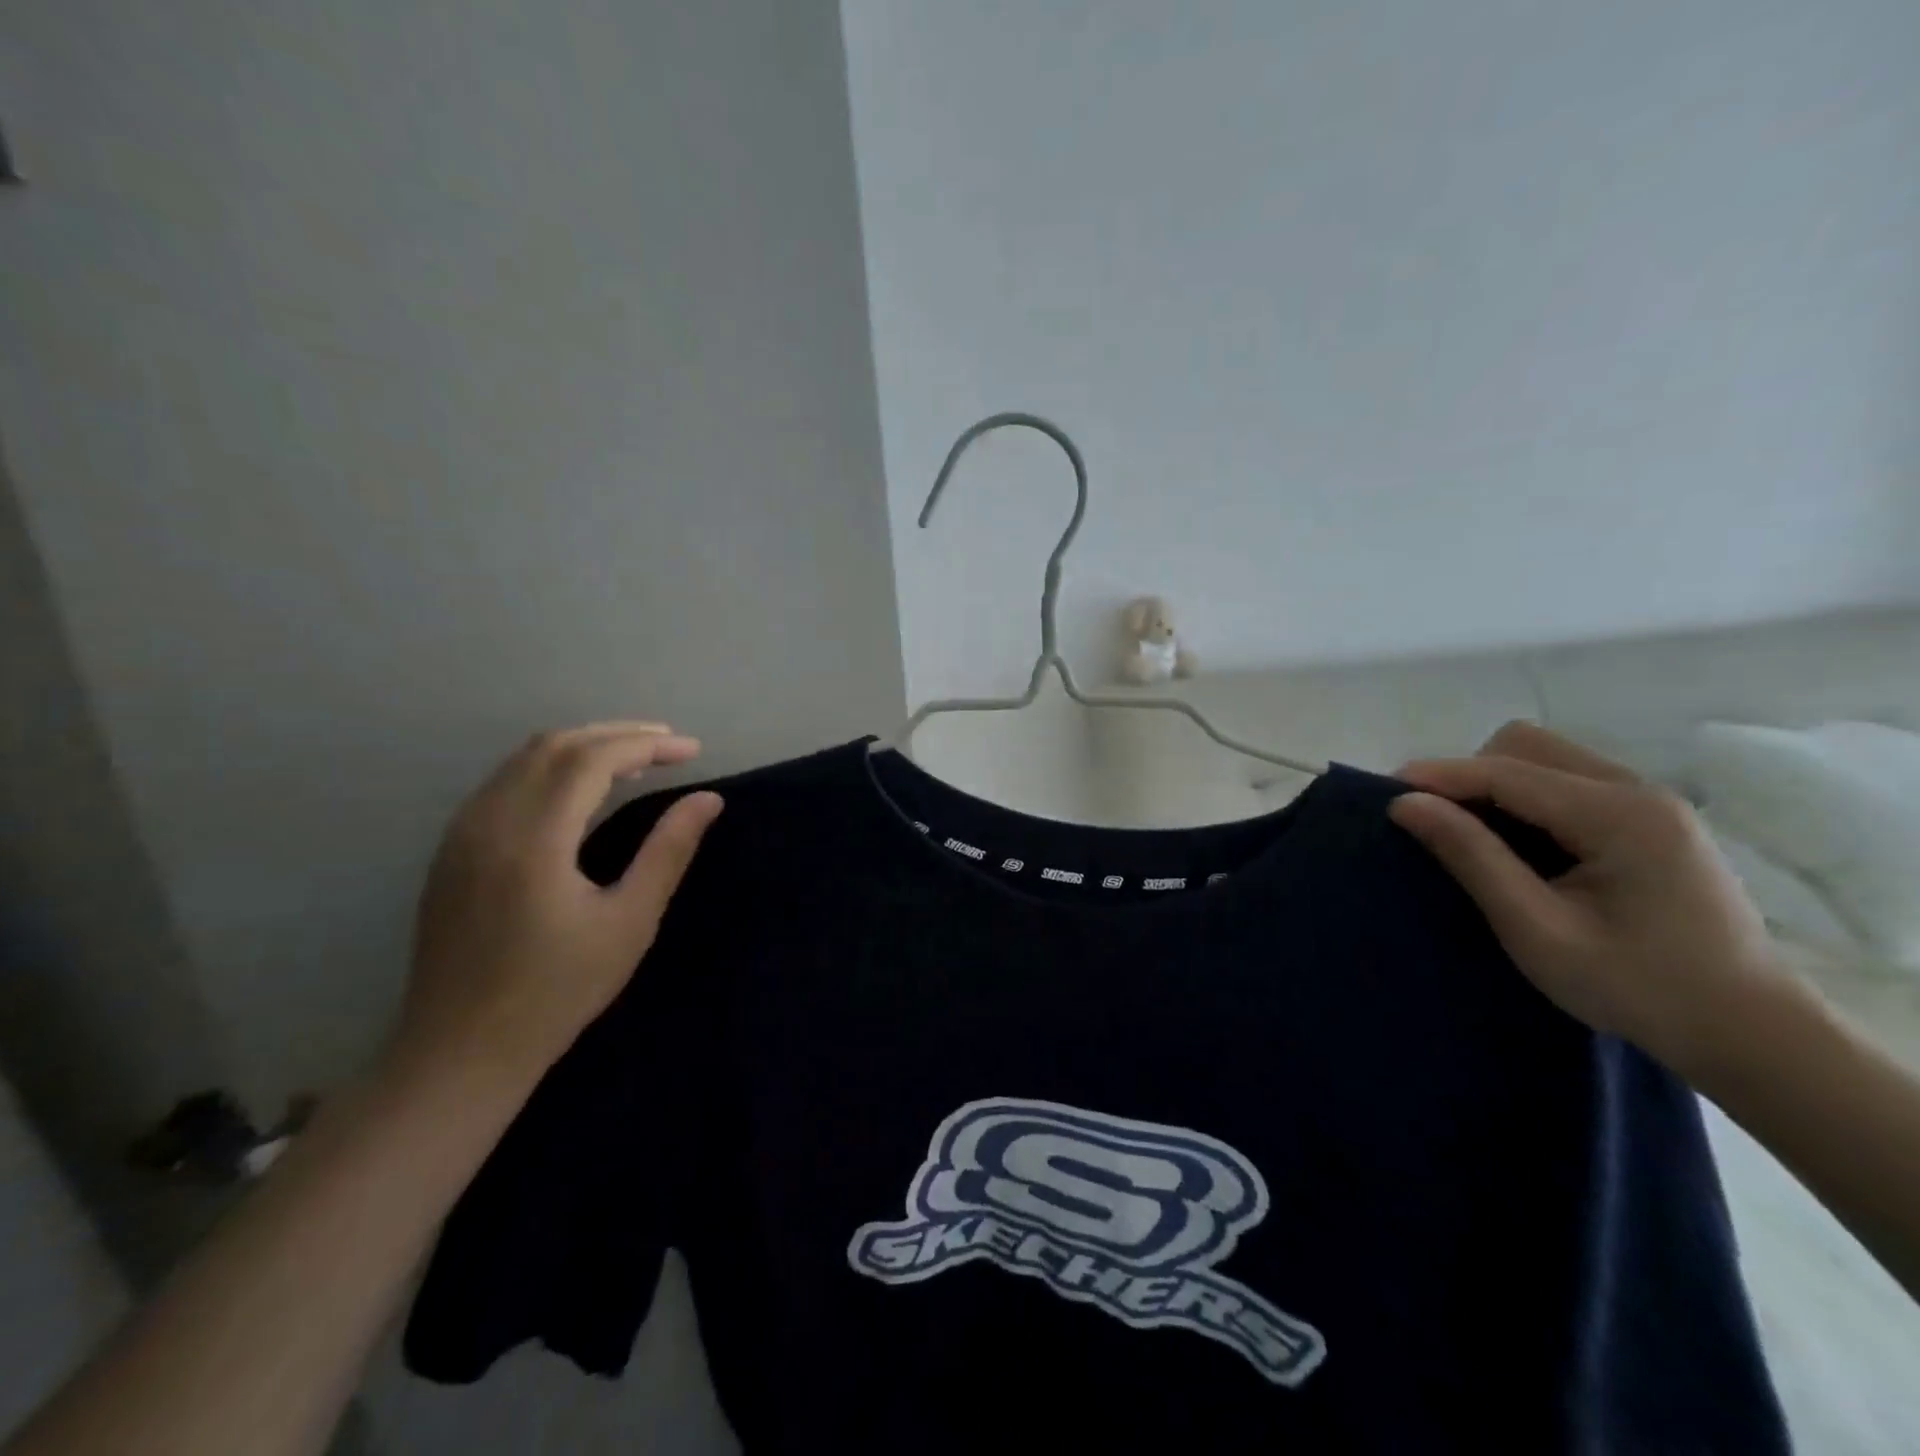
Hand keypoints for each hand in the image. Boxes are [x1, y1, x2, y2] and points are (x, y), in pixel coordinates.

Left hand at [392, 723, 723, 1085]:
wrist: (461, 1050)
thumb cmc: (558, 990)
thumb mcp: (630, 922)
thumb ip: (669, 851)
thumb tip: (707, 799)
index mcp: (534, 838)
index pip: (593, 759)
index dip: (647, 745)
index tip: (693, 750)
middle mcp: (489, 820)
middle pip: (556, 745)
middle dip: (618, 735)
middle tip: (669, 746)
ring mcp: (462, 832)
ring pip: (525, 758)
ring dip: (584, 746)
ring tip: (635, 759)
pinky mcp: (452, 849)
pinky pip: (505, 780)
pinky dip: (552, 767)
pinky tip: (581, 789)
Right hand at [1388, 721, 1789, 1078]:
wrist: (1750, 1032)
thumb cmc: (1638, 988)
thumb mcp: (1537, 929)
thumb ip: (1471, 857)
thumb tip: (1405, 803)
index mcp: (1620, 815)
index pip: (1505, 772)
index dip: (1438, 776)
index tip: (1382, 794)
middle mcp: (1638, 791)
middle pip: (1524, 746)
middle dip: (1467, 774)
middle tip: (1435, 823)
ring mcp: (1649, 802)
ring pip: (1544, 758)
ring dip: (1494, 784)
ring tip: (1471, 834)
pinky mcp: (1648, 819)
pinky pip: (1565, 781)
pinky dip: (1523, 798)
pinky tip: (1517, 843)